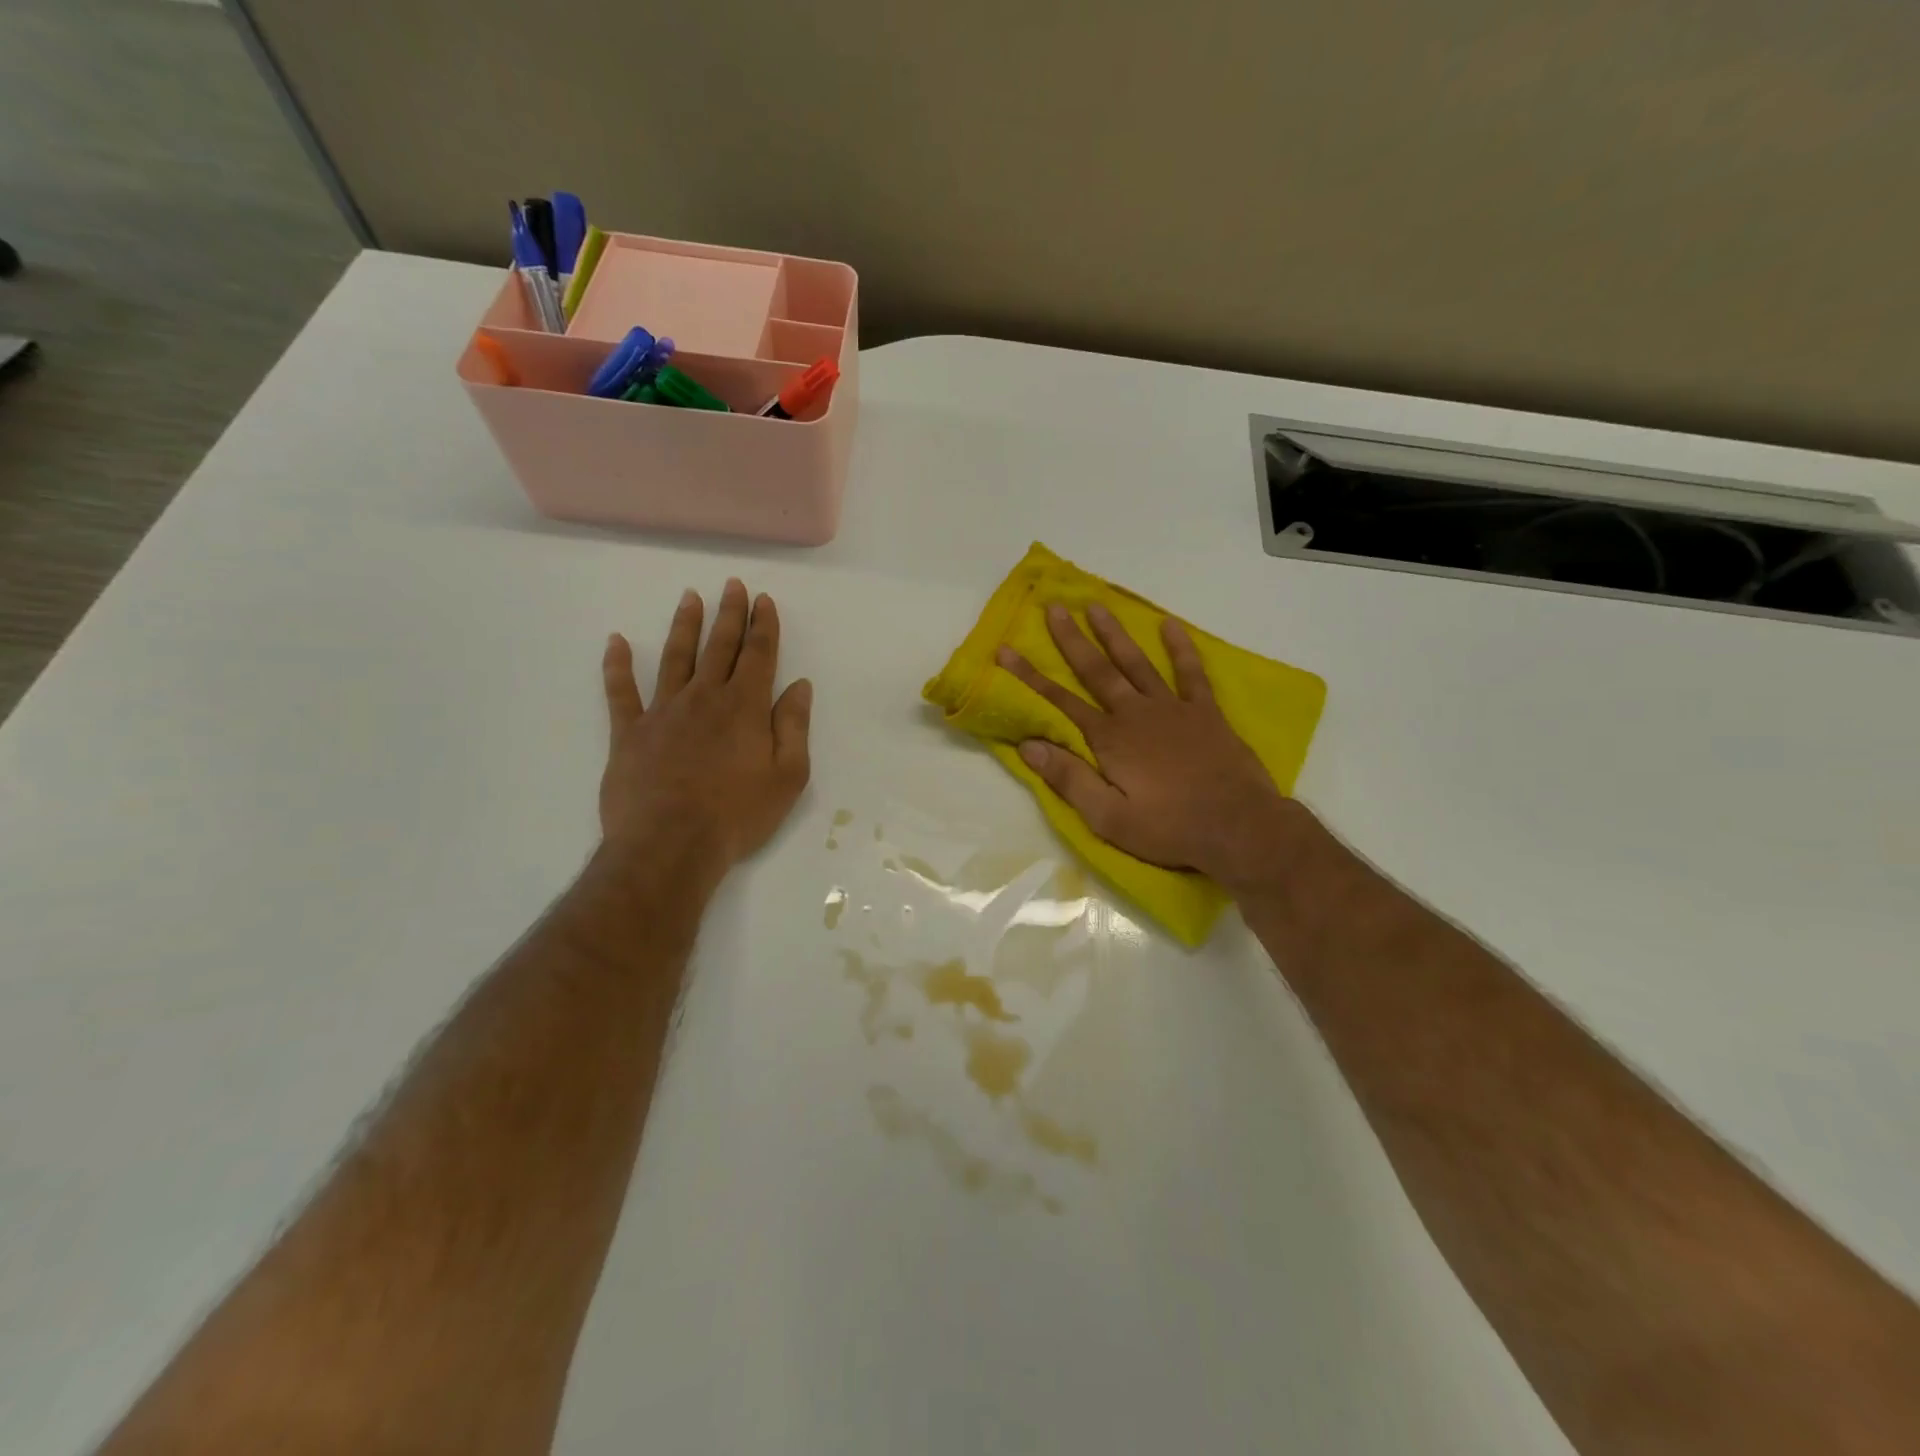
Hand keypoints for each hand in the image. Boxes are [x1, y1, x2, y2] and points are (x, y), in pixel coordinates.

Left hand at [598, 580, 811, 885]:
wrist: (670, 845)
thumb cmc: (738, 814)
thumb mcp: (788, 776)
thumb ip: (794, 727)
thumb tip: (799, 686)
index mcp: (745, 707)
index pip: (758, 655)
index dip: (763, 625)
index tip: (764, 600)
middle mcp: (704, 698)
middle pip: (719, 646)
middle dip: (729, 614)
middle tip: (732, 585)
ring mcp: (663, 711)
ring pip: (675, 657)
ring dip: (684, 626)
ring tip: (689, 598)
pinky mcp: (629, 732)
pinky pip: (621, 691)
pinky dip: (617, 665)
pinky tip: (616, 642)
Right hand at [998, 604, 1306, 890]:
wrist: (1238, 828)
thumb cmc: (1169, 828)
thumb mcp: (1108, 818)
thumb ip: (1068, 779)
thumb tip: (1028, 745)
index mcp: (1109, 739)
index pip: (1060, 701)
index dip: (1030, 676)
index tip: (1006, 650)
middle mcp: (1135, 713)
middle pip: (1096, 670)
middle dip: (1071, 639)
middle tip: (1054, 608)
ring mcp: (1173, 708)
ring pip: (1137, 662)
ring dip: (1115, 634)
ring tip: (1097, 605)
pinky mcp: (1205, 713)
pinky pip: (1191, 673)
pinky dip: (1181, 648)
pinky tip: (1170, 625)